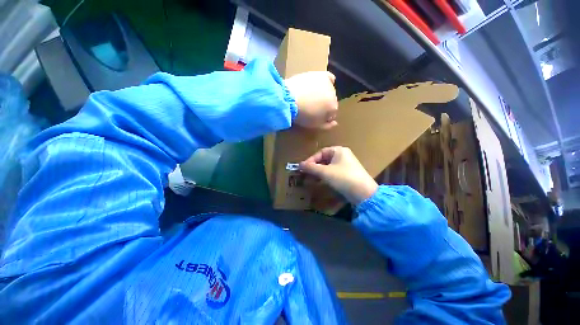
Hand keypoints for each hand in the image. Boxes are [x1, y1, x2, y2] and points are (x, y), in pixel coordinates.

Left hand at [285, 71, 337, 129]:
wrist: (289, 99)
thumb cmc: (302, 115)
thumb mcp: (314, 125)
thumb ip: (327, 125)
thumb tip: (335, 123)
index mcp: (333, 108)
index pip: (332, 114)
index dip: (324, 117)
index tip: (316, 117)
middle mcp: (334, 95)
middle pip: (331, 102)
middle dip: (324, 106)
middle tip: (312, 107)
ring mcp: (328, 84)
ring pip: (329, 91)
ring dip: (324, 95)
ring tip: (312, 97)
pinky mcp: (320, 75)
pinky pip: (329, 78)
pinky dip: (328, 82)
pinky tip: (321, 86)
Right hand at [299, 146, 377, 204]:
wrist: (364, 193)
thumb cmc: (343, 178)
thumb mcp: (325, 172)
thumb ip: (311, 168)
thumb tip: (299, 165)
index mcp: (339, 150)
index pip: (320, 153)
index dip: (310, 160)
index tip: (303, 168)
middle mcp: (343, 155)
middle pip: (324, 159)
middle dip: (314, 167)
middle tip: (306, 174)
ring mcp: (346, 165)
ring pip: (328, 166)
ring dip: (319, 172)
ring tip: (311, 179)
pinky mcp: (347, 173)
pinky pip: (333, 172)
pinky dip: (326, 176)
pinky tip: (321, 181)